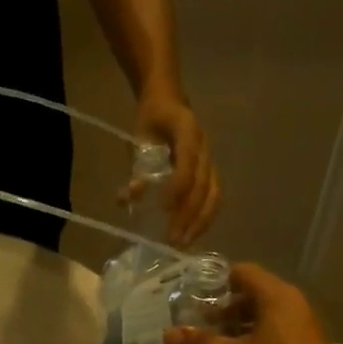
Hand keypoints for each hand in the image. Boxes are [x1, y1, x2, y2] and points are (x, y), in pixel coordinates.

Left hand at [136, 91, 219, 246]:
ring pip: (213, 195)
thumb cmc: (151, 120)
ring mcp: (210, 160)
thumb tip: (129, 197)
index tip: (164, 208)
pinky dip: (203, 218)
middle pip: (203, 185)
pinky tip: (191, 234)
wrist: (168, 101)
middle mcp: (204, 147)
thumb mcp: (138, 137)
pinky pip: (213, 197)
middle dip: (188, 214)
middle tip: (172, 238)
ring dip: (200, 222)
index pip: (188, 161)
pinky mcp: (211, 172)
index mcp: (187, 129)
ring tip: (184, 243)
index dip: (178, 186)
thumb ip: (136, 166)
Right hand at [162, 262, 342, 343]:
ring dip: (235, 332)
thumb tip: (168, 333)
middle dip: (222, 312)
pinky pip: (272, 339)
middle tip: (194, 330)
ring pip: (261, 321)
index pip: (243, 273)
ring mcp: (301, 332)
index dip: (215, 284)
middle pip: (252, 297)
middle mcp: (292, 307)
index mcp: (277, 298)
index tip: (191, 302)